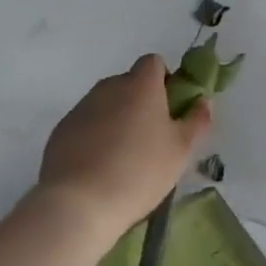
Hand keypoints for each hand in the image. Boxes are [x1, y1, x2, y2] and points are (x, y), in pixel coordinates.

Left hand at [38, 55, 210, 239]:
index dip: (164, 80)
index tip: (169, 108)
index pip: (153, 62)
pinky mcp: (61, 130)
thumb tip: (204, 101)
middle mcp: (109, 87)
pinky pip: (85, 124)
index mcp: (141, 85)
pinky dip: (94, 136)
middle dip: (141, 102)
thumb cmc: (140, 171)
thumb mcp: (181, 150)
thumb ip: (196, 120)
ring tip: (123, 157)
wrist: (79, 203)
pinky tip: (99, 167)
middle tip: (151, 137)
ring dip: (117, 119)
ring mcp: (81, 107)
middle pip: (129, 83)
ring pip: (106, 104)